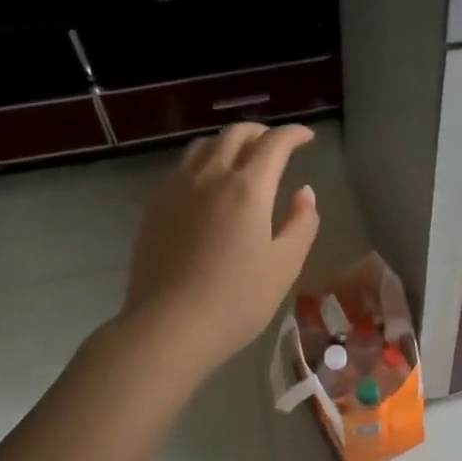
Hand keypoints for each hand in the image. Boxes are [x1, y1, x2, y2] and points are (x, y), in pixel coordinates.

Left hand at [120, 122, 320, 372]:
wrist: (168, 327)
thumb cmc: (237, 300)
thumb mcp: (285, 265)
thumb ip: (302, 223)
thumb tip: (304, 193)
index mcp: (248, 188)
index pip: (274, 143)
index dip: (294, 134)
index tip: (307, 138)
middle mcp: (211, 176)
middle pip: (236, 134)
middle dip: (262, 132)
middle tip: (277, 146)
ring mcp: (177, 188)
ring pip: (205, 145)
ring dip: (229, 142)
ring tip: (242, 159)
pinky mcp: (155, 206)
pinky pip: (182, 167)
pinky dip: (204, 161)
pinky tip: (208, 185)